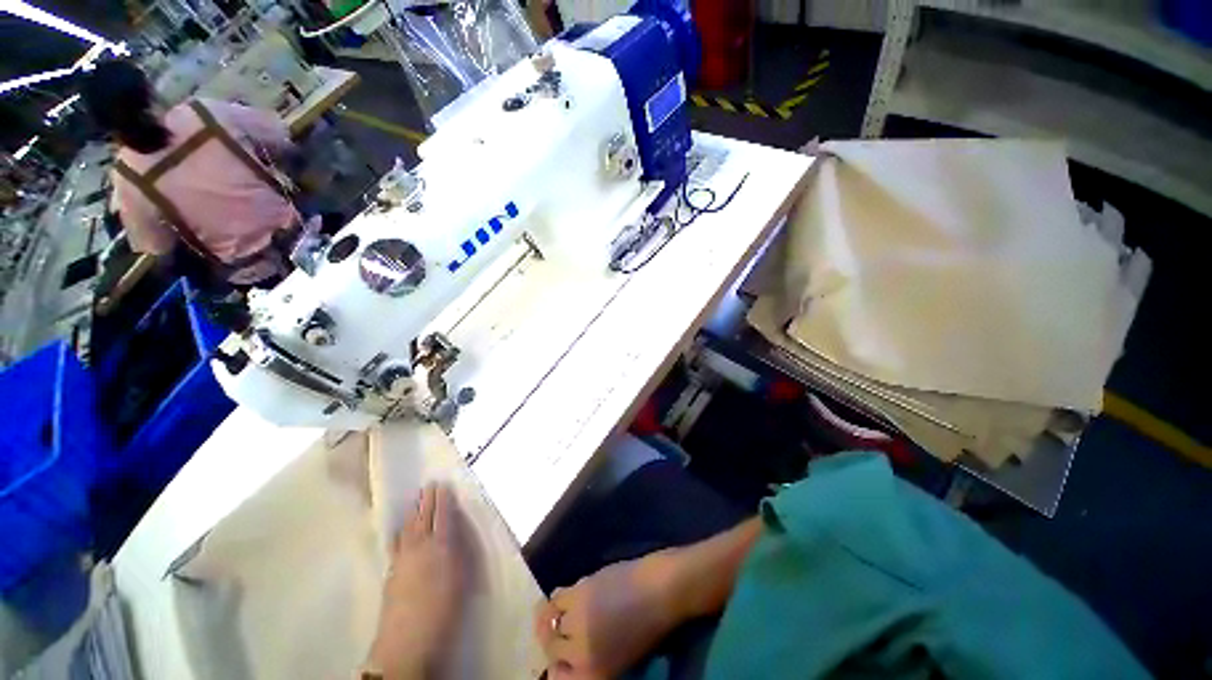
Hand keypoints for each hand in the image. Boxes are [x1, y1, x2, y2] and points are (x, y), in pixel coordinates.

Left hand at [367, 483, 464, 679]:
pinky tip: (399, 529)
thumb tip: (456, 531)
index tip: (443, 484)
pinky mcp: (391, 572)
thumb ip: (458, 550)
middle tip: (429, 484)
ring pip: (408, 527)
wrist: (407, 640)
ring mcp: (403, 558)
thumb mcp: (460, 577)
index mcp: (441, 546)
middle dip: (427, 500)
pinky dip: (399, 531)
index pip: (443, 515)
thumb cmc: (443, 609)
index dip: (443, 499)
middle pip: (423, 517)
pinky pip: (396, 542)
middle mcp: (420, 546)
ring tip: (415, 500)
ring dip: (413, 512)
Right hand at [534, 550, 686, 678]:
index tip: (559, 659)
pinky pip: (556, 598)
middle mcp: (579, 652)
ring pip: (550, 622)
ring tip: (560, 613)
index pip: (557, 677)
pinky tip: (565, 597)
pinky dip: (556, 599)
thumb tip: (569, 653)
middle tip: (560, 632)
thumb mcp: (620, 659)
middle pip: (551, 648)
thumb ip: (591, 660)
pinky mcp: (579, 592)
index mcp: (593, 674)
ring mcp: (577, 621)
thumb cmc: (648, 629)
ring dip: (552, 619)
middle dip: (553, 641)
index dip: (556, 667)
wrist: (661, 590)